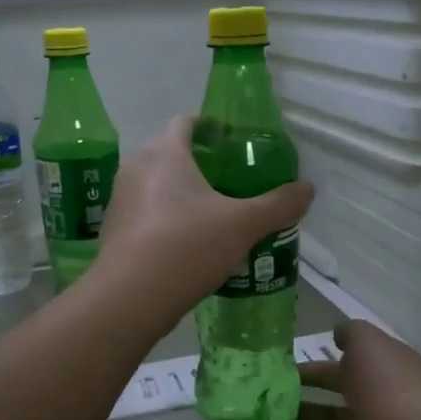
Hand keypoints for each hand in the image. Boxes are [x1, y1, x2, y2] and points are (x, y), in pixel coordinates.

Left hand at [91, 116, 312, 325]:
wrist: (130, 297)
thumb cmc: (187, 246)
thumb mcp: (243, 225)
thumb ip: (278, 205)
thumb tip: (307, 189)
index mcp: (165, 152)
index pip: (186, 122)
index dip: (211, 128)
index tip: (233, 144)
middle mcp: (136, 167)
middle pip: (169, 152)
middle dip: (198, 164)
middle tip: (230, 183)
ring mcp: (120, 200)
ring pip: (155, 185)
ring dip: (180, 194)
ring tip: (211, 215)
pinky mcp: (113, 230)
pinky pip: (144, 213)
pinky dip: (164, 219)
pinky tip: (186, 244)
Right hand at [256, 321, 420, 419]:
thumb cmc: (392, 387)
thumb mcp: (371, 344)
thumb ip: (351, 335)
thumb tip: (337, 334)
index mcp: (383, 381)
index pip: (346, 371)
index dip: (317, 365)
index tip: (283, 361)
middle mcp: (369, 414)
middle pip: (329, 405)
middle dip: (298, 394)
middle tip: (261, 384)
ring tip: (250, 407)